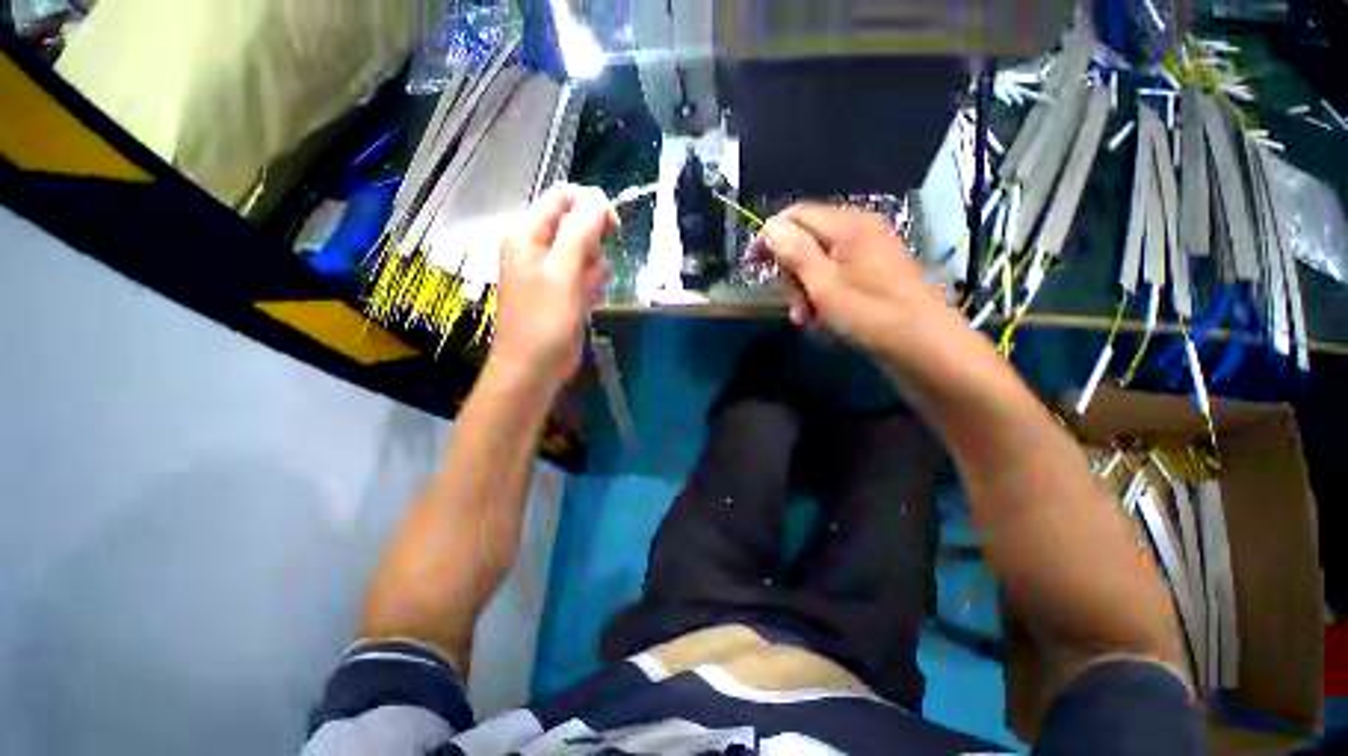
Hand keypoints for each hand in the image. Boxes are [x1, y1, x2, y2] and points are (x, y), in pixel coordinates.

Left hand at [491, 184, 615, 386]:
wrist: (533, 368)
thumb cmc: (547, 318)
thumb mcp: (566, 270)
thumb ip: (582, 230)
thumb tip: (598, 198)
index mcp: (528, 234)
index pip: (562, 197)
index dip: (591, 204)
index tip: (614, 227)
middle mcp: (536, 248)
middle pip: (574, 224)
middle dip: (594, 241)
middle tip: (599, 265)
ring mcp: (549, 272)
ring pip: (583, 252)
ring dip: (595, 266)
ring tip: (592, 288)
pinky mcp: (560, 293)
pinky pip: (582, 276)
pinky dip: (592, 284)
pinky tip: (593, 299)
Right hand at [755, 204, 955, 359]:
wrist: (924, 346)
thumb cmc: (870, 314)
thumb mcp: (824, 284)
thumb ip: (795, 252)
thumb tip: (771, 227)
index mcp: (847, 225)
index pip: (795, 215)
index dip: (770, 236)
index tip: (753, 264)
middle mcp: (857, 232)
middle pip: (805, 240)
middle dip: (792, 273)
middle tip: (794, 304)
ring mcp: (867, 254)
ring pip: (818, 263)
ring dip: (805, 291)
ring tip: (807, 319)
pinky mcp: (872, 274)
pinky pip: (835, 277)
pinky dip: (823, 296)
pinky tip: (823, 319)